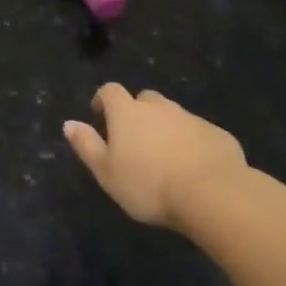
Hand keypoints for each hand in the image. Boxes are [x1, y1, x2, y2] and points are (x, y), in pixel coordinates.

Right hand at [63, 84, 249, 229]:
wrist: (212, 194)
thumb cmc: (148, 184)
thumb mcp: (106, 172)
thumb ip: (86, 145)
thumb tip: (69, 123)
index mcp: (127, 112)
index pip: (110, 91)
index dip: (103, 100)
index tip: (100, 116)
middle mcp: (159, 107)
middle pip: (144, 99)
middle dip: (137, 112)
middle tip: (134, 139)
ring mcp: (191, 118)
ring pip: (173, 115)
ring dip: (165, 128)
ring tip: (164, 157)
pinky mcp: (217, 134)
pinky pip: (198, 133)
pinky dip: (191, 143)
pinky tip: (193, 168)